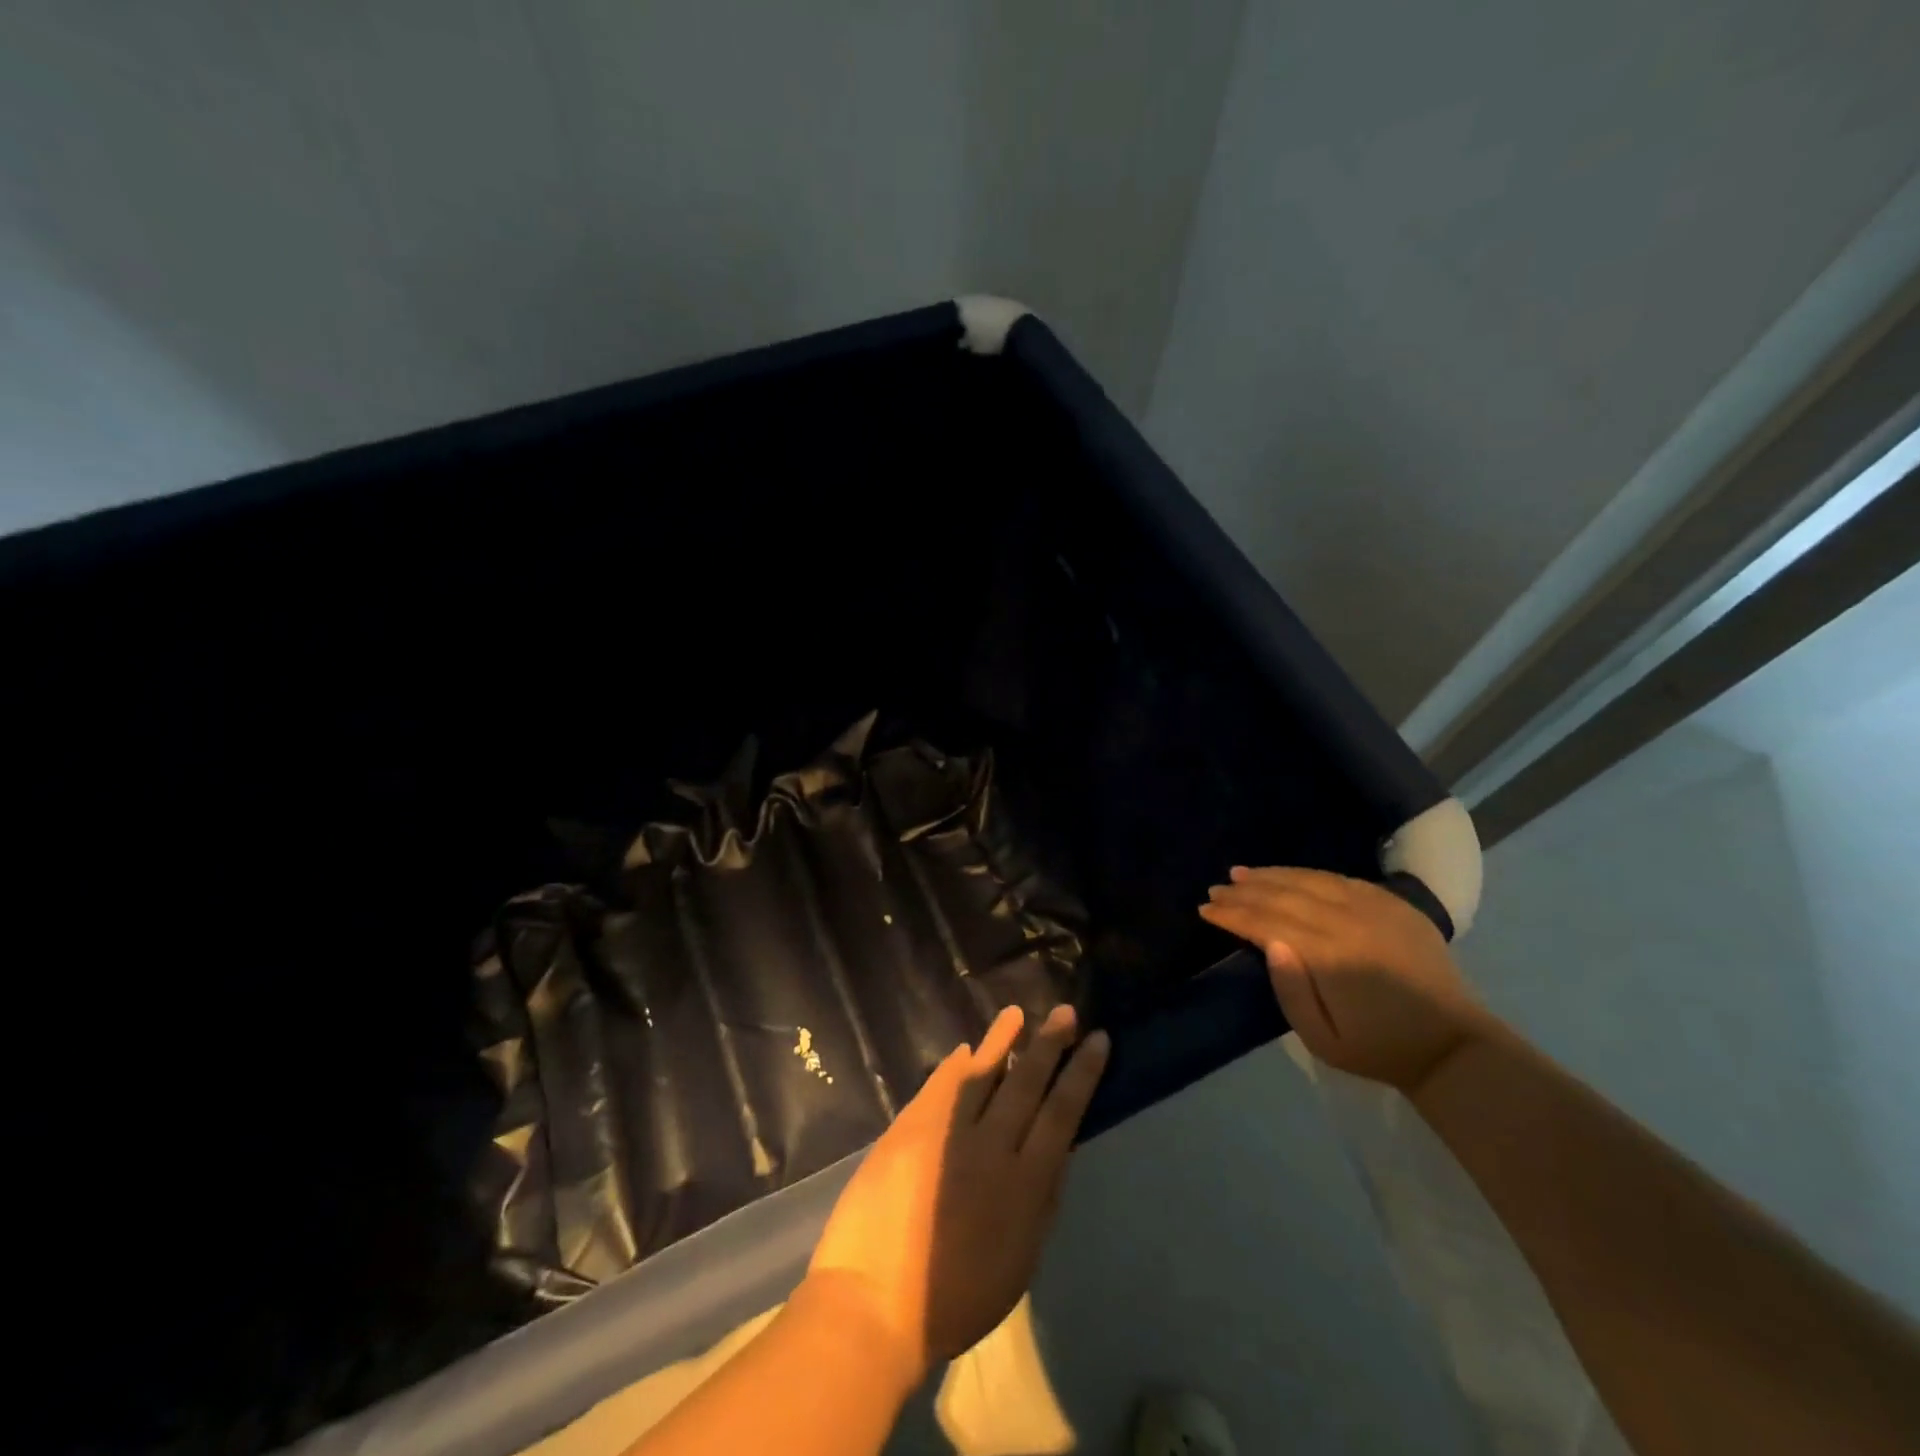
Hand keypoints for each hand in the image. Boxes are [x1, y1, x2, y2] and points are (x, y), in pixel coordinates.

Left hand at [805, 1003, 1109, 1385]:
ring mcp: (946, 1132)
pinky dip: (955, 1066)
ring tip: (1018, 1013)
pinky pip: (939, 1086)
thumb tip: (1058, 1149)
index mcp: (1024, 1185)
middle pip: (1026, 1084)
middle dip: (1049, 1044)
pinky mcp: (909, 1128)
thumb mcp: (1020, 1260)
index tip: (1097, 1040)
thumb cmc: (956, 1298)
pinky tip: (965, 1049)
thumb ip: (1042, 1200)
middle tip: (1065, 1012)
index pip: (1062, 1113)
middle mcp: (990, 1148)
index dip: (1082, 1074)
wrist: (876, 1304)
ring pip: (982, 1073)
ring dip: (1002, 1040)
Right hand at [1200, 866, 1492, 1092]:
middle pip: (1285, 896)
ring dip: (1272, 875)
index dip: (1234, 914)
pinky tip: (1289, 876)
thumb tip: (1270, 943)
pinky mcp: (1394, 904)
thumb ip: (1290, 990)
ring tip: (1242, 873)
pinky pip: (1341, 879)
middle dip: (1245, 892)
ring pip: (1311, 879)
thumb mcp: (1322, 1039)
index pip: (1268, 922)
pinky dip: (1307, 874)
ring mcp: (1375, 907)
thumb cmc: (1376, 1048)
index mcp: (1330, 955)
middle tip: (1215, 889)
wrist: (1450, 1045)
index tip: (1205, 910)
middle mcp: (1350, 921)